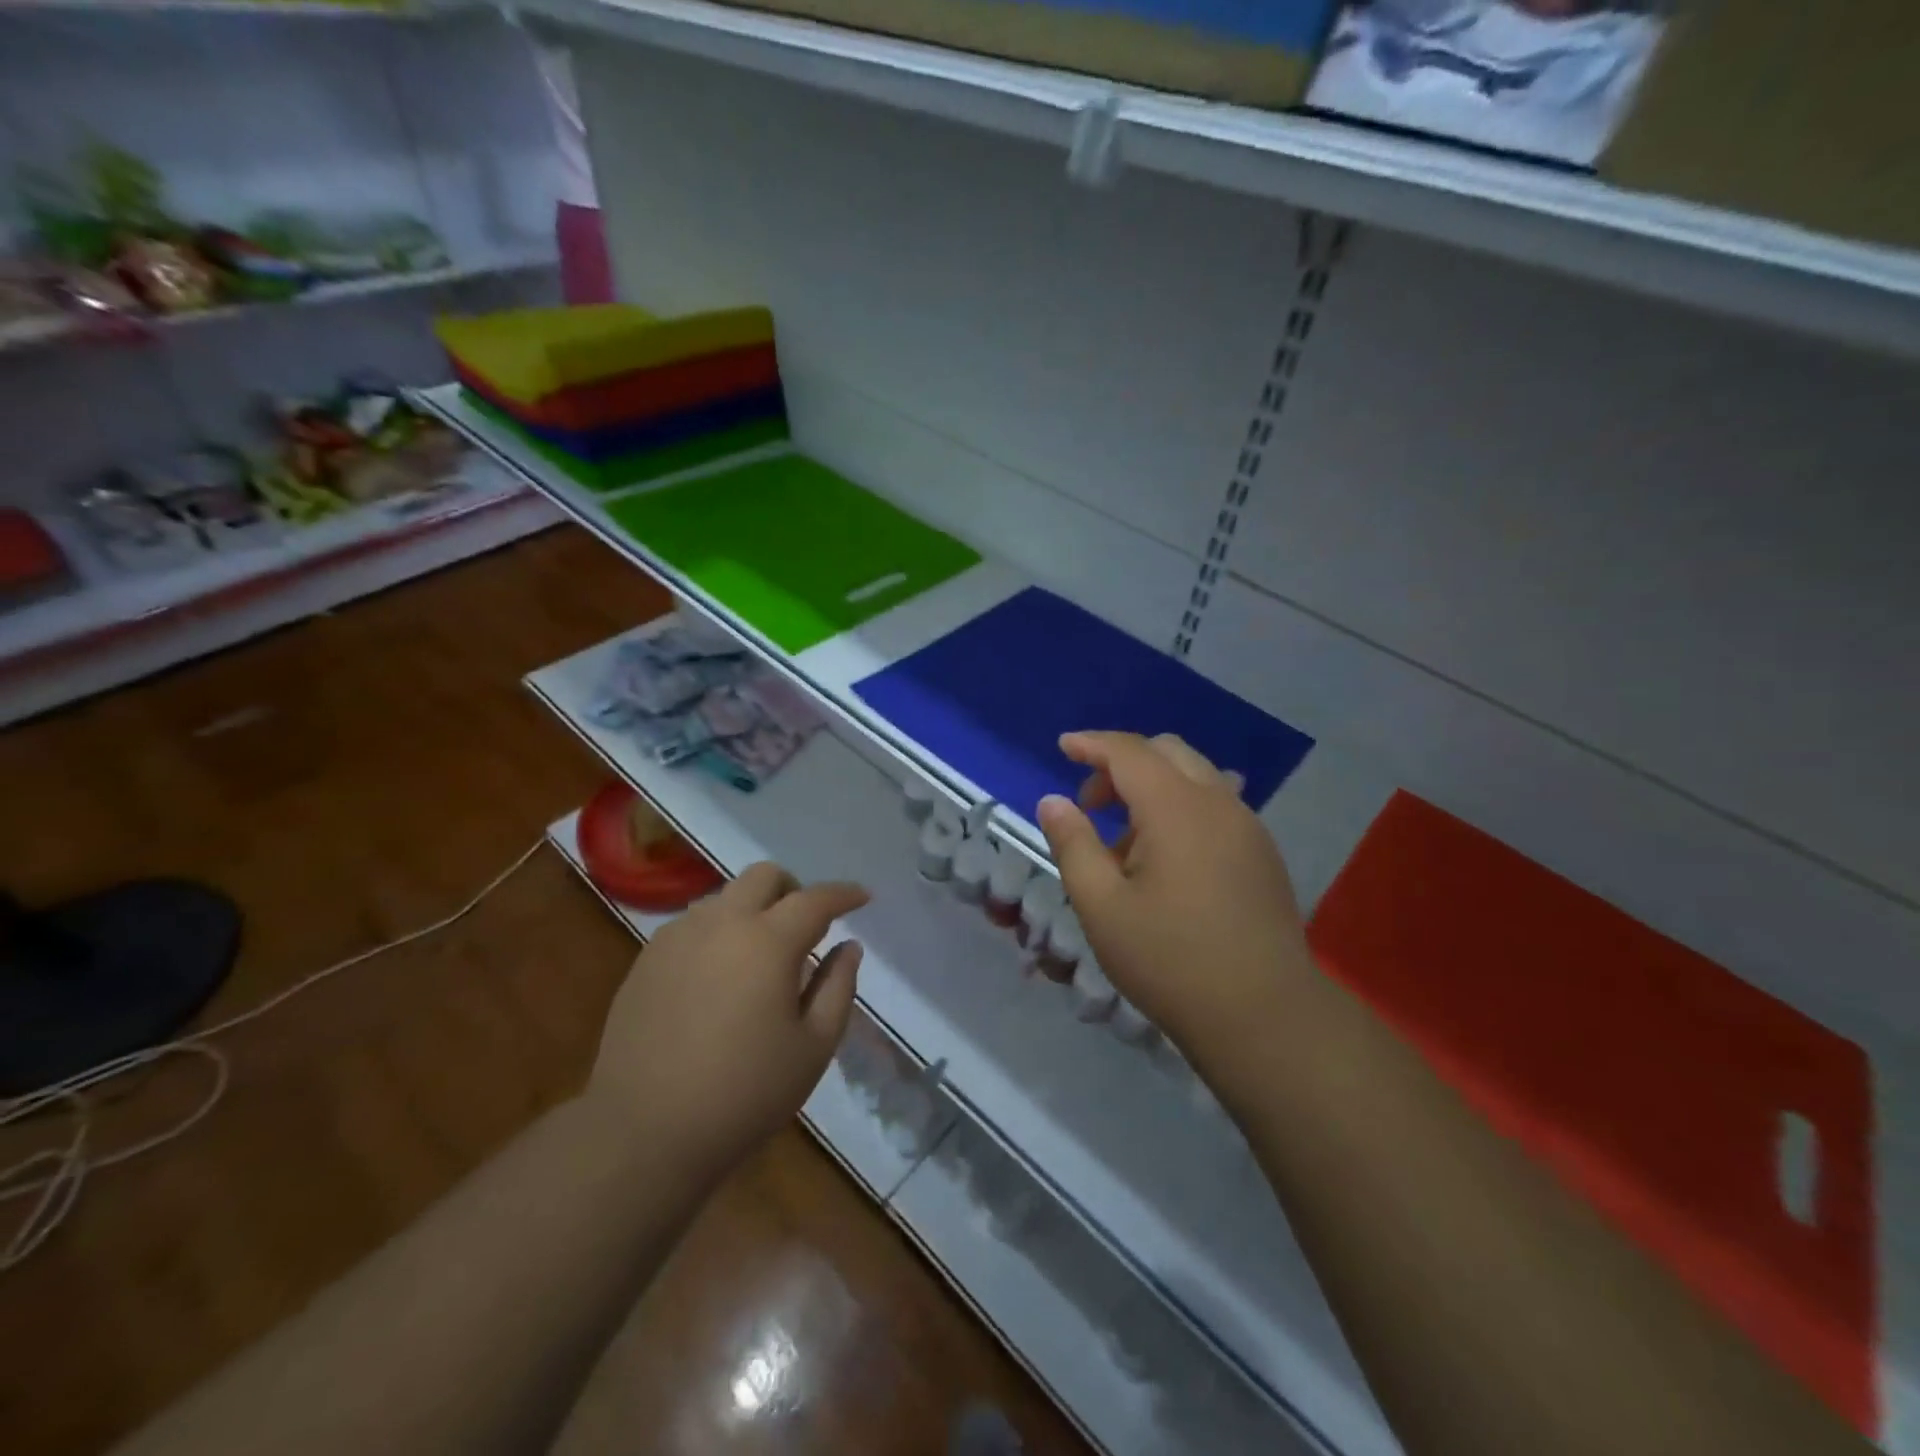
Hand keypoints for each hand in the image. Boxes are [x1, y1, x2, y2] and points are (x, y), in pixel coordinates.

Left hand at [587, 863, 867, 1174]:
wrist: (643, 1133)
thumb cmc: (743, 1094)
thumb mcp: (813, 1048)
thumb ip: (838, 987)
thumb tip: (848, 948)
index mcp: (768, 942)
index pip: (815, 899)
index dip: (844, 894)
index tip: (862, 897)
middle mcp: (721, 924)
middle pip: (764, 876)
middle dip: (794, 889)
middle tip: (806, 927)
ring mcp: (677, 937)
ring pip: (725, 896)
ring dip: (753, 909)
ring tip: (760, 955)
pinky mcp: (647, 959)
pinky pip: (693, 924)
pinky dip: (719, 931)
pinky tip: (719, 975)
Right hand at [1036, 731, 1313, 1085]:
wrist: (1264, 1015)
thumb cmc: (1170, 960)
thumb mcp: (1101, 906)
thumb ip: (1073, 845)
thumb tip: (1053, 801)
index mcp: (1176, 808)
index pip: (1128, 752)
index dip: (1091, 743)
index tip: (1062, 746)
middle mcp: (1218, 803)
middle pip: (1167, 752)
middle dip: (1121, 763)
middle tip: (1089, 803)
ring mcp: (1248, 827)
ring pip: (1195, 777)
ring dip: (1153, 787)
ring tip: (1125, 840)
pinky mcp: (1262, 853)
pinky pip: (1216, 805)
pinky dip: (1181, 808)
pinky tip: (1166, 860)